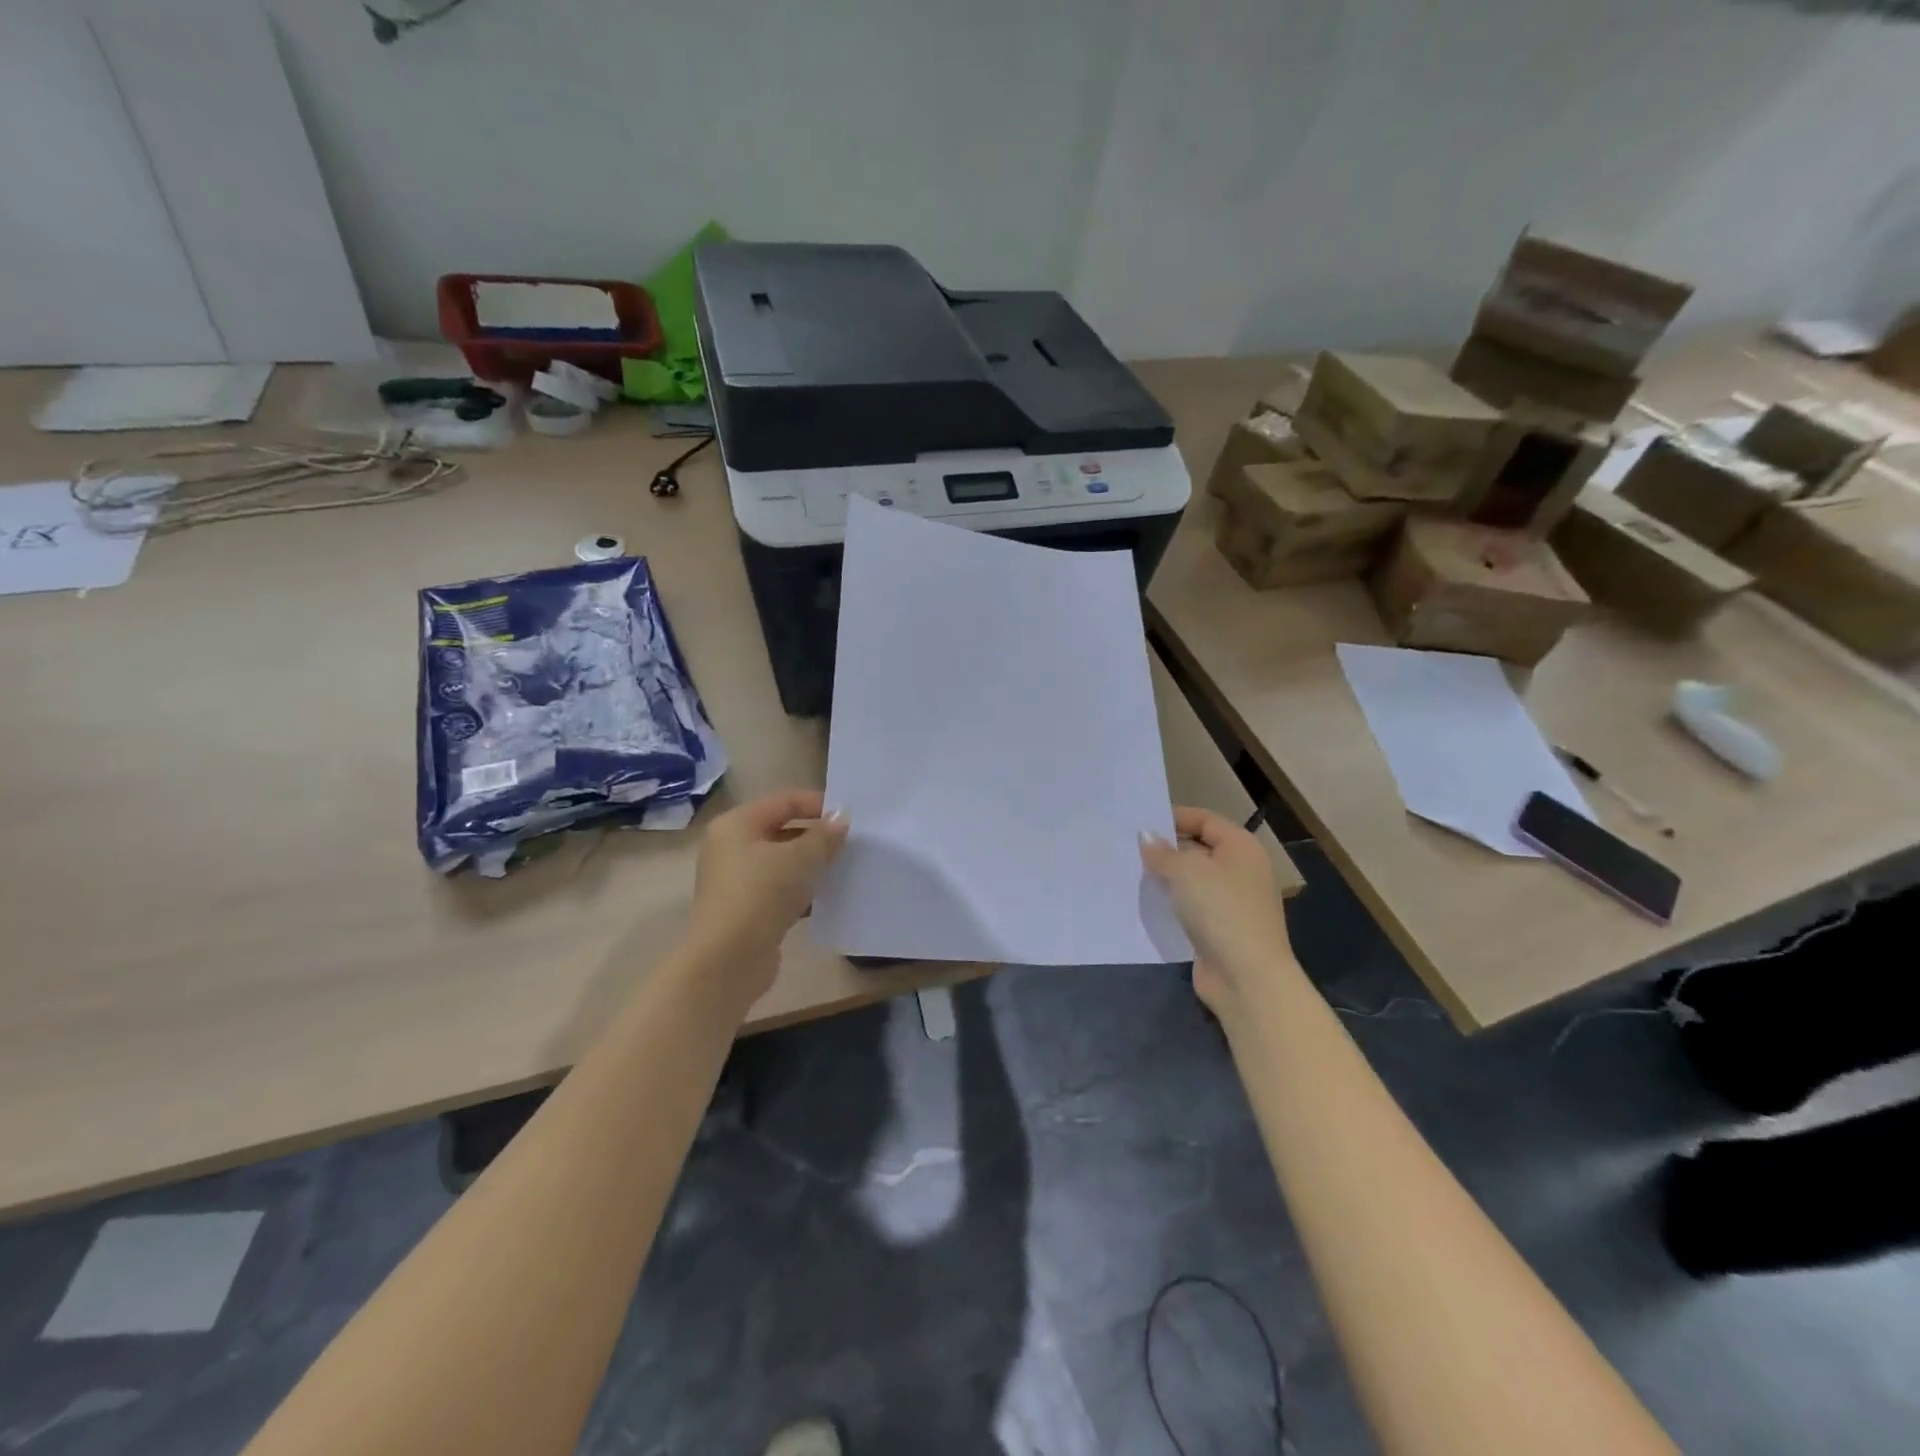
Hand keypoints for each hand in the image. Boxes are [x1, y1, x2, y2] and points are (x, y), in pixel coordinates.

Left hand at [683, 790, 848, 1003]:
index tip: (850, 818)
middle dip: (817, 837)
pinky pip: (779, 890)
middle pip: (782, 831)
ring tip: (844, 870)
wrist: (729, 959)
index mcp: (737, 824)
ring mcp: (736, 881)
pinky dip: (802, 891)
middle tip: (851, 844)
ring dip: (811, 866)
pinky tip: (828, 898)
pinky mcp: (745, 910)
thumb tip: (841, 818)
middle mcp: (731, 847)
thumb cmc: (761, 894)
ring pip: (782, 863)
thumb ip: (824, 835)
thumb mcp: (801, 858)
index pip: (784, 801)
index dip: (818, 805)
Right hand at [1140, 806, 1294, 1017]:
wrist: (1247, 977)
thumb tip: (1147, 838)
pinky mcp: (1224, 929)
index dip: (1173, 817)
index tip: (1139, 824)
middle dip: (1168, 848)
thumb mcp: (1185, 871)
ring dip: (1169, 878)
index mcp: (1241, 847)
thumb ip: (1162, 852)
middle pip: (1201, 848)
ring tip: (1134, 874)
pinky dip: (1175, 904)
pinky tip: (1150, 904)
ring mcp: (1235, 902)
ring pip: (1196, 880)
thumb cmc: (1220, 910)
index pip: (1205, 819)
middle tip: (1131, 849)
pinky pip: (1194, 906)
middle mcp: (1243, 870)